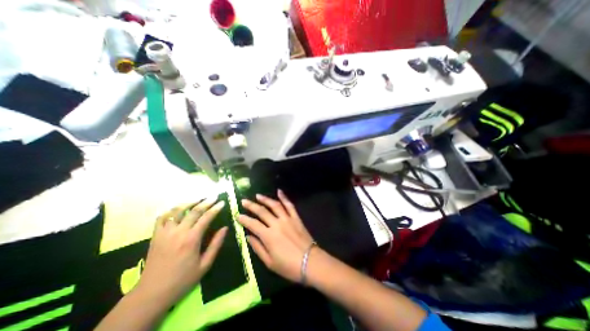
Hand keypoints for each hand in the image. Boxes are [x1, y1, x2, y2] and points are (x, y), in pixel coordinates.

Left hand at [136, 197, 227, 302]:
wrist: (152, 293)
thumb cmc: (183, 279)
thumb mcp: (205, 264)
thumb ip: (216, 244)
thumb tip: (225, 228)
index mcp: (192, 239)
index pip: (206, 217)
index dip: (216, 208)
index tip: (222, 202)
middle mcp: (178, 232)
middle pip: (193, 211)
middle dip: (206, 202)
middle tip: (214, 197)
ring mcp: (165, 233)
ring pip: (177, 211)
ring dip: (189, 202)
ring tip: (198, 199)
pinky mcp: (155, 236)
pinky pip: (162, 218)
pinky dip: (171, 211)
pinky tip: (178, 209)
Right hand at [237, 190, 315, 282]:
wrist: (310, 262)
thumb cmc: (288, 266)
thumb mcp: (269, 262)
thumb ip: (258, 247)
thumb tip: (248, 236)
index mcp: (268, 236)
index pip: (253, 224)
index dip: (244, 219)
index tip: (237, 215)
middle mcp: (277, 224)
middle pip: (262, 211)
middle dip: (251, 205)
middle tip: (244, 201)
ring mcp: (287, 219)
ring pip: (275, 205)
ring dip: (265, 199)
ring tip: (258, 195)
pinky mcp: (296, 218)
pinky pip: (290, 205)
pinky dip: (284, 197)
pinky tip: (279, 191)